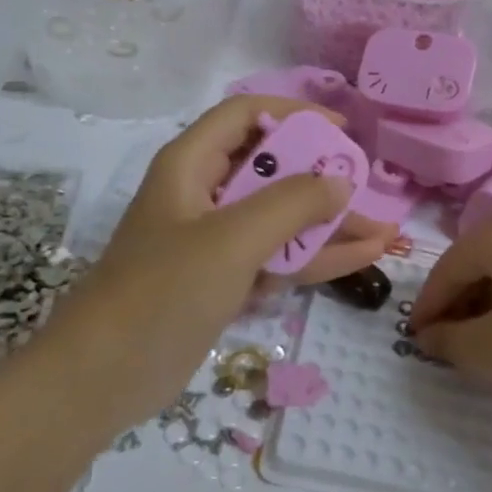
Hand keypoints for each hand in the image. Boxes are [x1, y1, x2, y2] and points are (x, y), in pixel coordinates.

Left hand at [38, 95, 395, 428]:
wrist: (106, 375)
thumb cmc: (164, 290)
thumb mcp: (232, 239)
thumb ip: (291, 204)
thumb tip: (341, 182)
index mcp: (192, 165)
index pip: (247, 116)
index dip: (296, 115)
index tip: (343, 133)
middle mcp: (205, 195)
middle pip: (273, 170)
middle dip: (324, 180)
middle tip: (371, 191)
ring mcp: (215, 241)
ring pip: (281, 219)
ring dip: (329, 226)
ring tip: (385, 234)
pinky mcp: (224, 280)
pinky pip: (277, 257)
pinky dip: (315, 257)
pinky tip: (362, 258)